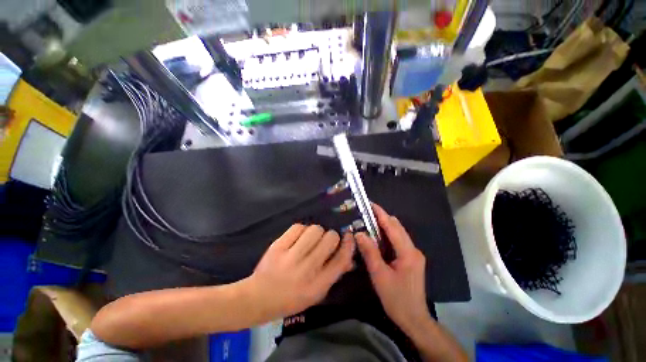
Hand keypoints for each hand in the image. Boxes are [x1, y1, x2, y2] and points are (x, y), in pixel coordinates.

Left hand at [247, 224, 354, 318]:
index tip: (349, 236)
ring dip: (317, 232)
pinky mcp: (277, 246)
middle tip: (324, 241)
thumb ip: (333, 274)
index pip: (340, 260)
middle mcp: (306, 270)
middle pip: (329, 239)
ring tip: (310, 239)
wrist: (258, 298)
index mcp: (317, 285)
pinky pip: (298, 227)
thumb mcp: (316, 293)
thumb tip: (349, 258)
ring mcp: (290, 257)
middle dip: (331, 236)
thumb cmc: (291, 298)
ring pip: (315, 229)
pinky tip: (298, 238)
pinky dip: (301, 230)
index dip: (348, 245)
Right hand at [356, 204, 431, 334]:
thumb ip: (370, 252)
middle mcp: (413, 249)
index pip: (392, 226)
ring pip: (397, 233)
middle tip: (365, 214)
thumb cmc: (396, 299)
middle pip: (397, 227)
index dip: (380, 213)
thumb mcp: (379, 275)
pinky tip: (376, 238)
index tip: (370, 204)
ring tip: (368, 223)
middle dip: (381, 218)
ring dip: (383, 226)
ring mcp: (413, 254)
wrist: (414, 319)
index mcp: (408, 252)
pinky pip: (397, 241)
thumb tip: (359, 233)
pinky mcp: (410, 259)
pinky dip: (386, 236)